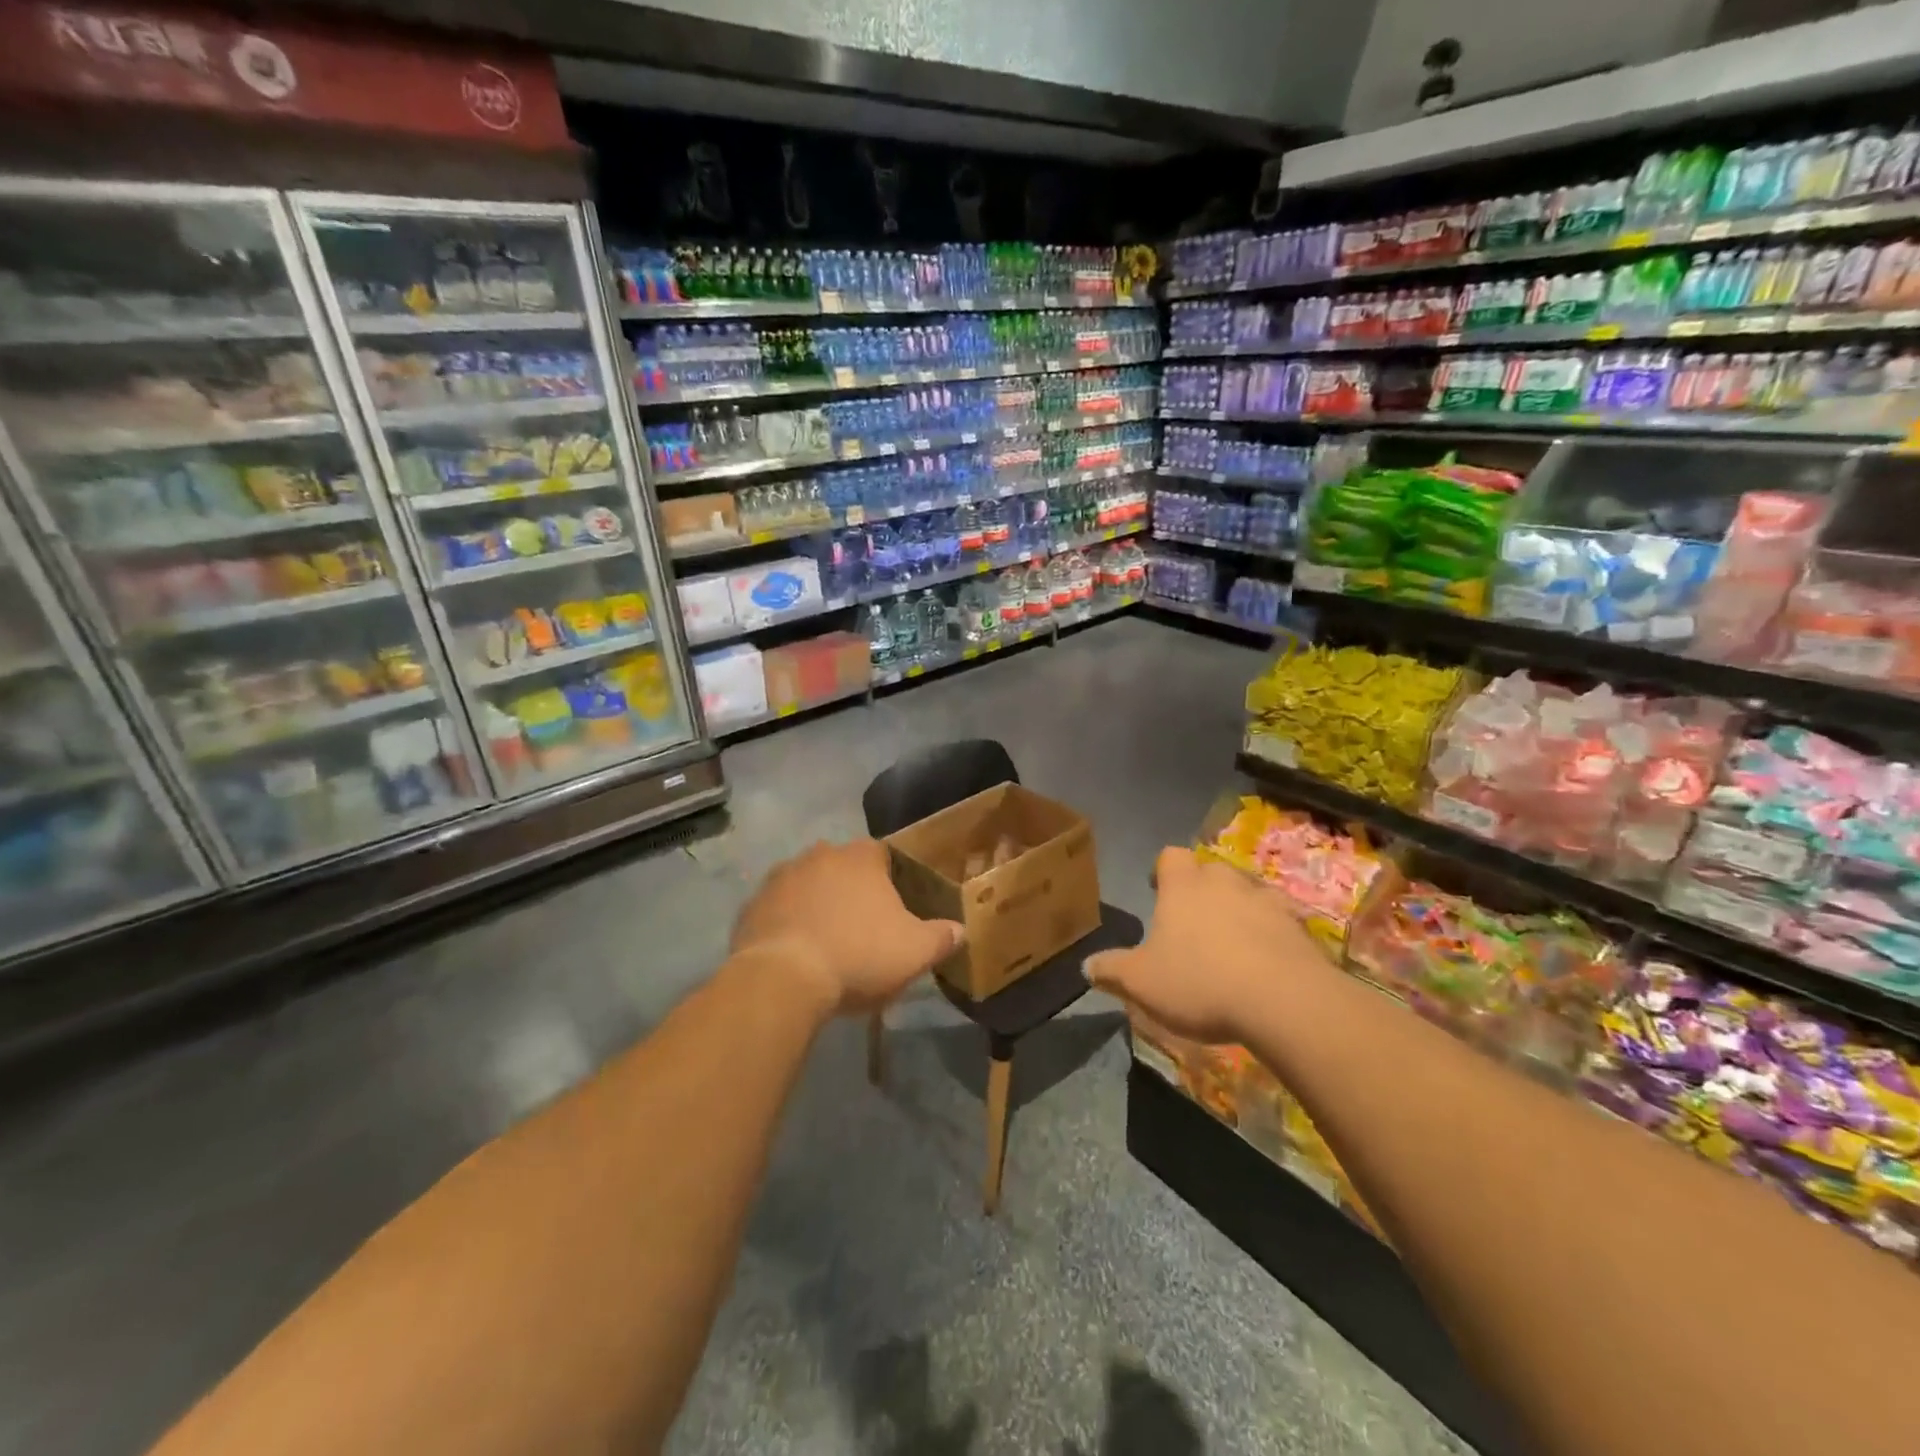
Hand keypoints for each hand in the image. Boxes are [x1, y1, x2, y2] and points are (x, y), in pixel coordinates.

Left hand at [729, 838, 963, 1016]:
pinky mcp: (752, 905)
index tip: (892, 908)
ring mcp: (781, 877)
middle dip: (850, 891)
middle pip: (842, 867)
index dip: (889, 880)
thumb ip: (941, 937)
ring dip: (816, 905)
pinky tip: (795, 954)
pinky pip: (777, 910)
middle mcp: (820, 855)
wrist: (784, 978)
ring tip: (826, 943)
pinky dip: (787, 925)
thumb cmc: (859, 955)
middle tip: (861, 928)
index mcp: (862, 857)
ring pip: (807, 886)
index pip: (882, 855)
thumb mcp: (915, 952)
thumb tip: (960, 930)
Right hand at [1086, 847, 1332, 1043]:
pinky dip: (1271, 936)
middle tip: (1192, 922)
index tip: (1157, 891)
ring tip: (1231, 943)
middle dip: (1202, 890)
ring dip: (1239, 911)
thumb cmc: (1200, 981)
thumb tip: (1086, 966)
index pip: (1170, 857)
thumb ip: (1112, 970)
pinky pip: (1281, 923)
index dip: (1162, 871)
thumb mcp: (1142, 982)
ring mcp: (1267, 902)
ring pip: (1248, 894)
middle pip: (1211, 871)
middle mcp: (1225, 882)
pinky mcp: (1300, 928)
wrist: (1285, 1001)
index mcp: (1184, 886)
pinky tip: (1266, 963)